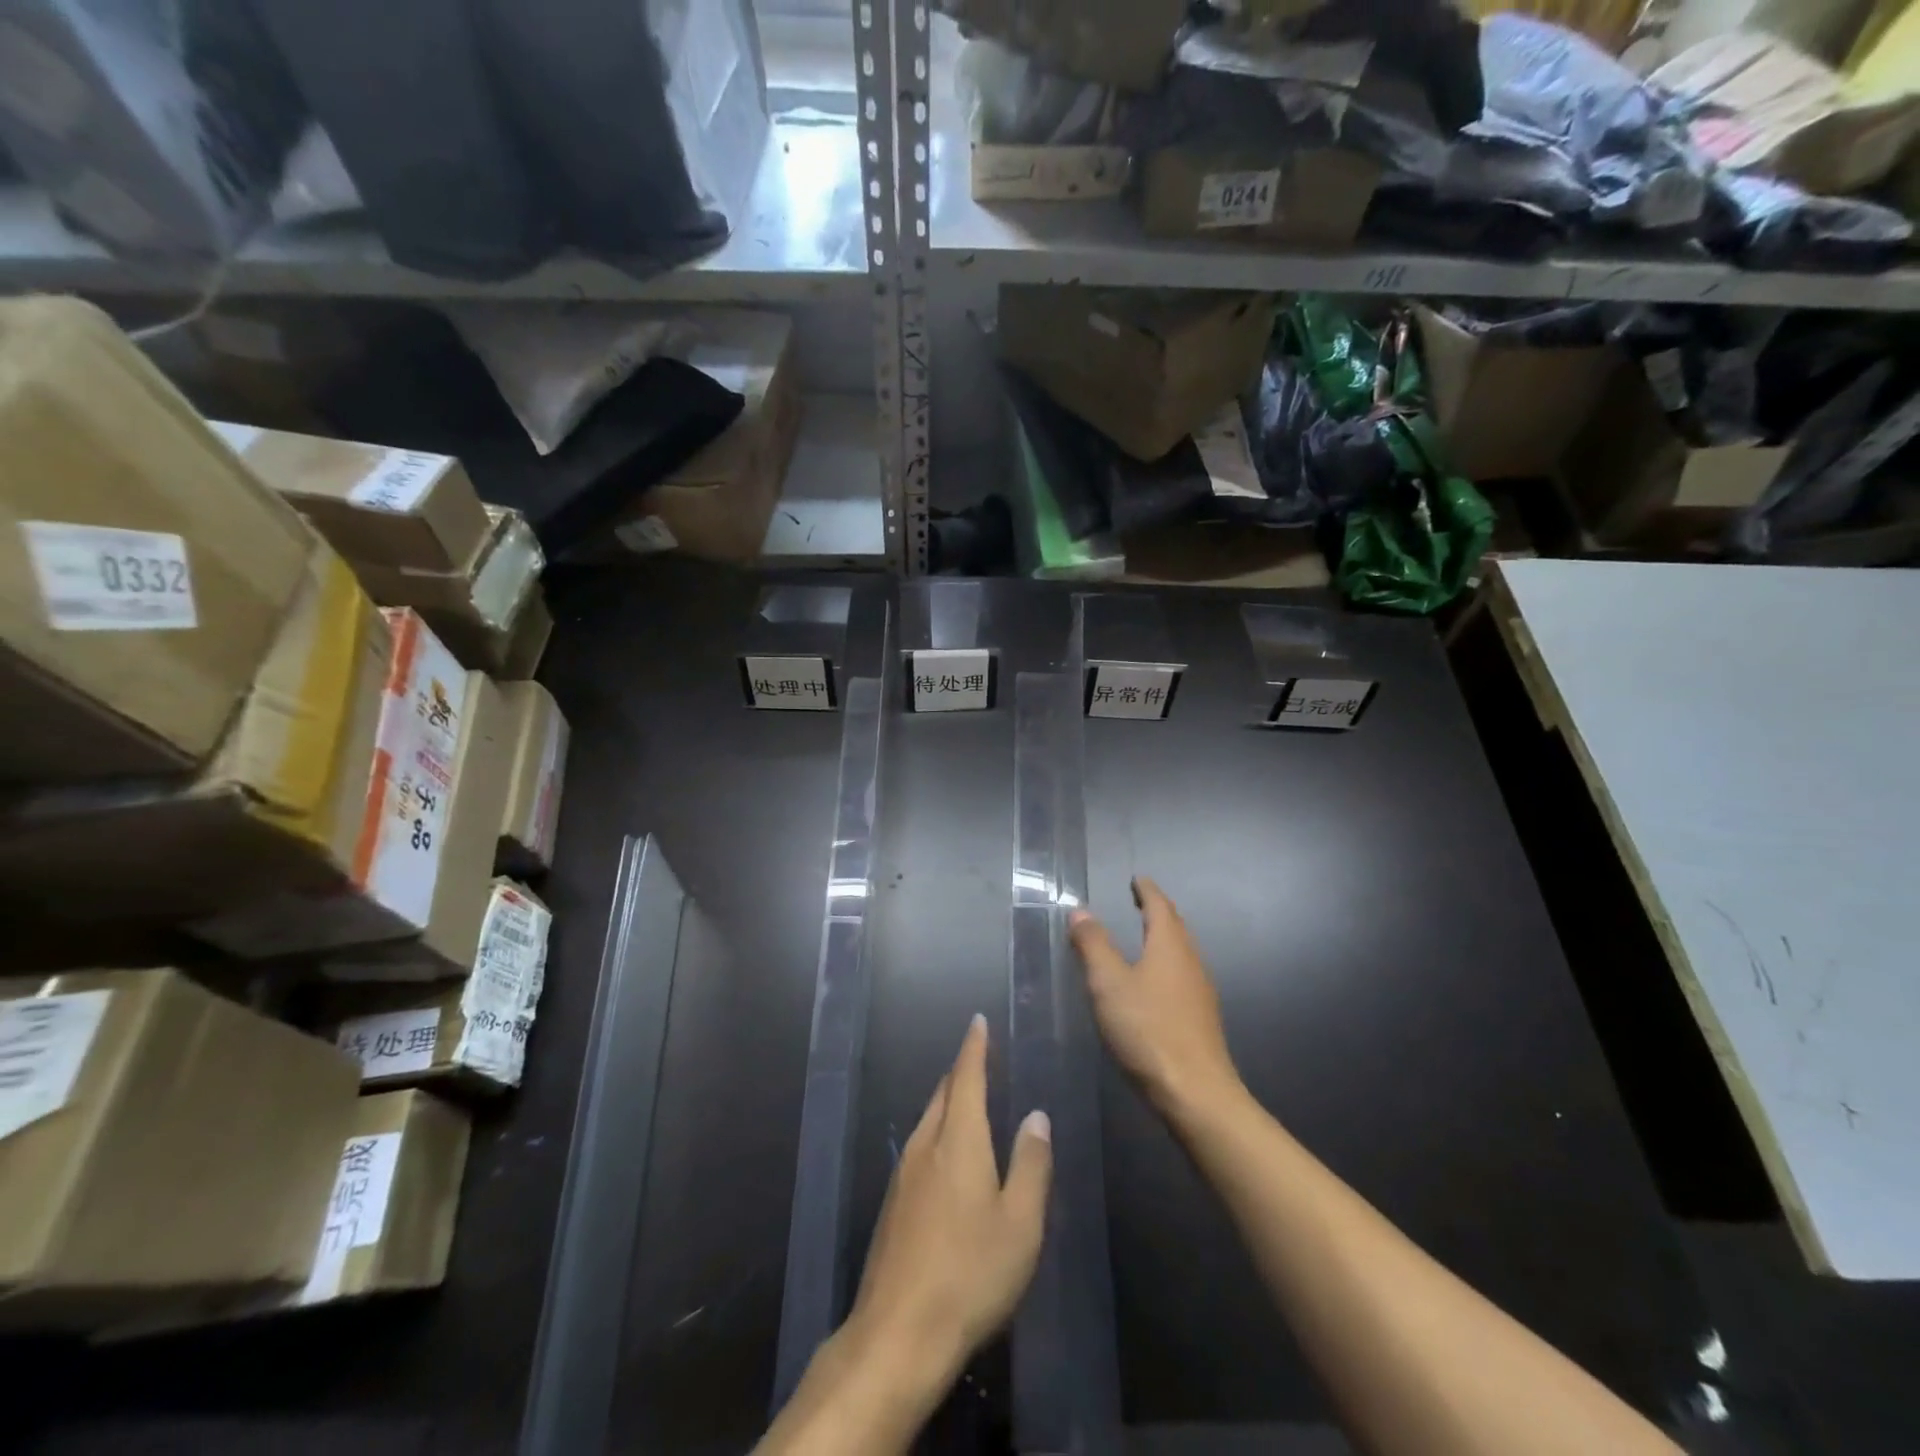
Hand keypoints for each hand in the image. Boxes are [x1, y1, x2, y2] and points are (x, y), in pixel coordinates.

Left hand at [843, 1014, 1052, 1394]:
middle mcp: (926, 1146)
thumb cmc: (970, 1274)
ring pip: (928, 1120)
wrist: (897, 1333)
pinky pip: (920, 1148)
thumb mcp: (1020, 1224)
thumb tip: (1036, 1115)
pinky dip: (938, 1132)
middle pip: (943, 1094)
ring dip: (948, 1102)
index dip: (974, 1047)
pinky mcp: (892, 1205)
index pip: (966, 1078)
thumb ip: (1031, 1164)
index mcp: (958, 1141)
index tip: (977, 1021)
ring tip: (968, 1100)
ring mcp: (903, 1175)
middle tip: (979, 1058)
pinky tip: (948, 1156)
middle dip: (961, 1072)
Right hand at [1070, 876, 1242, 1119]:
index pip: (1160, 906)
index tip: (1137, 879)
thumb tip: (1080, 911)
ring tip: (1144, 937)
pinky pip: (1182, 976)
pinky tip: (1154, 984)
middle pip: (1175, 927)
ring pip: (1181, 953)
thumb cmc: (1148, 1030)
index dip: (1147, 890)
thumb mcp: (1108, 984)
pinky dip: (1166, 965)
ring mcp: (1200, 992)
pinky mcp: (1200, 1019)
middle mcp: (1191, 962)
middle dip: (1158, 911)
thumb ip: (1094, 945)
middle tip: (1139, 901)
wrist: (1195, 1093)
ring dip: (1164, 939)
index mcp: (1170, 946)